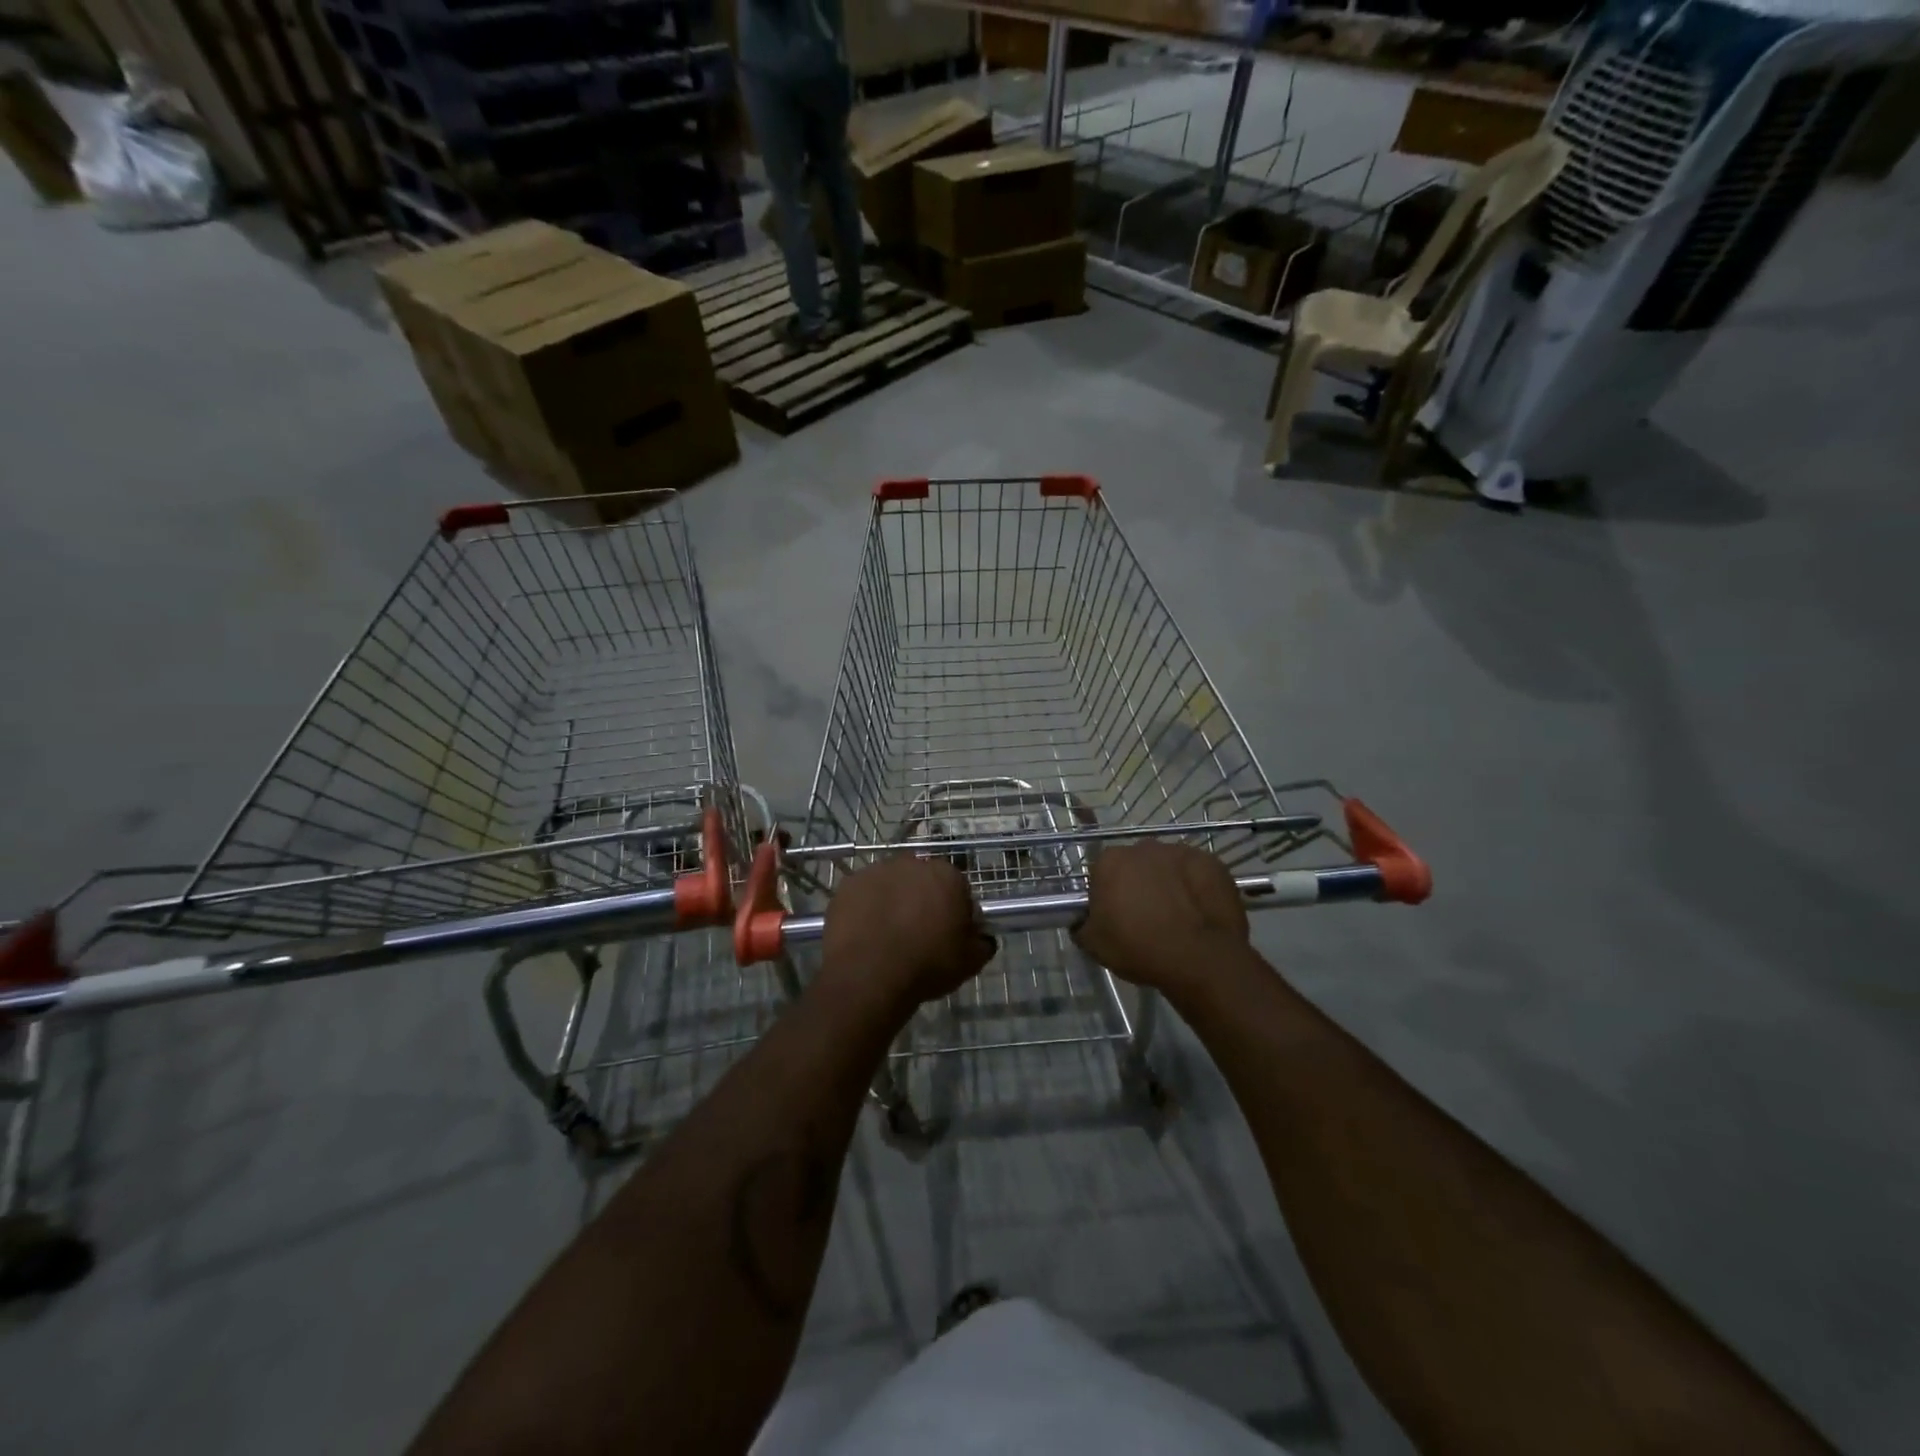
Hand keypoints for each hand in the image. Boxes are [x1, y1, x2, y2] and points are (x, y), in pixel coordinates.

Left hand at [818, 856, 994, 1017]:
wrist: (869, 974)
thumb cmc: (927, 964)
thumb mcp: (970, 961)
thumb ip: (982, 942)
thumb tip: (982, 937)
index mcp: (946, 875)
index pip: (958, 888)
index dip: (955, 911)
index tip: (950, 934)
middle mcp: (912, 863)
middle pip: (922, 881)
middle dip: (922, 900)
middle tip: (919, 934)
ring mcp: (876, 871)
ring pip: (891, 885)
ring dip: (893, 901)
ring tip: (888, 936)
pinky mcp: (848, 885)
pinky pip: (863, 895)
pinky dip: (866, 909)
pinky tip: (866, 934)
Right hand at [1073, 842, 1249, 1000]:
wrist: (1201, 958)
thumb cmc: (1140, 949)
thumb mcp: (1094, 945)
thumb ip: (1082, 924)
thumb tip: (1083, 920)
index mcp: (1109, 862)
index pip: (1101, 873)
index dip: (1107, 895)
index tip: (1115, 917)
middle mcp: (1143, 847)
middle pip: (1135, 865)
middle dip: (1138, 884)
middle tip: (1146, 916)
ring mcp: (1180, 851)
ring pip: (1167, 866)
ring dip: (1168, 883)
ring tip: (1177, 916)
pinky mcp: (1211, 862)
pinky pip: (1196, 873)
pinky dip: (1196, 887)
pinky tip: (1200, 912)